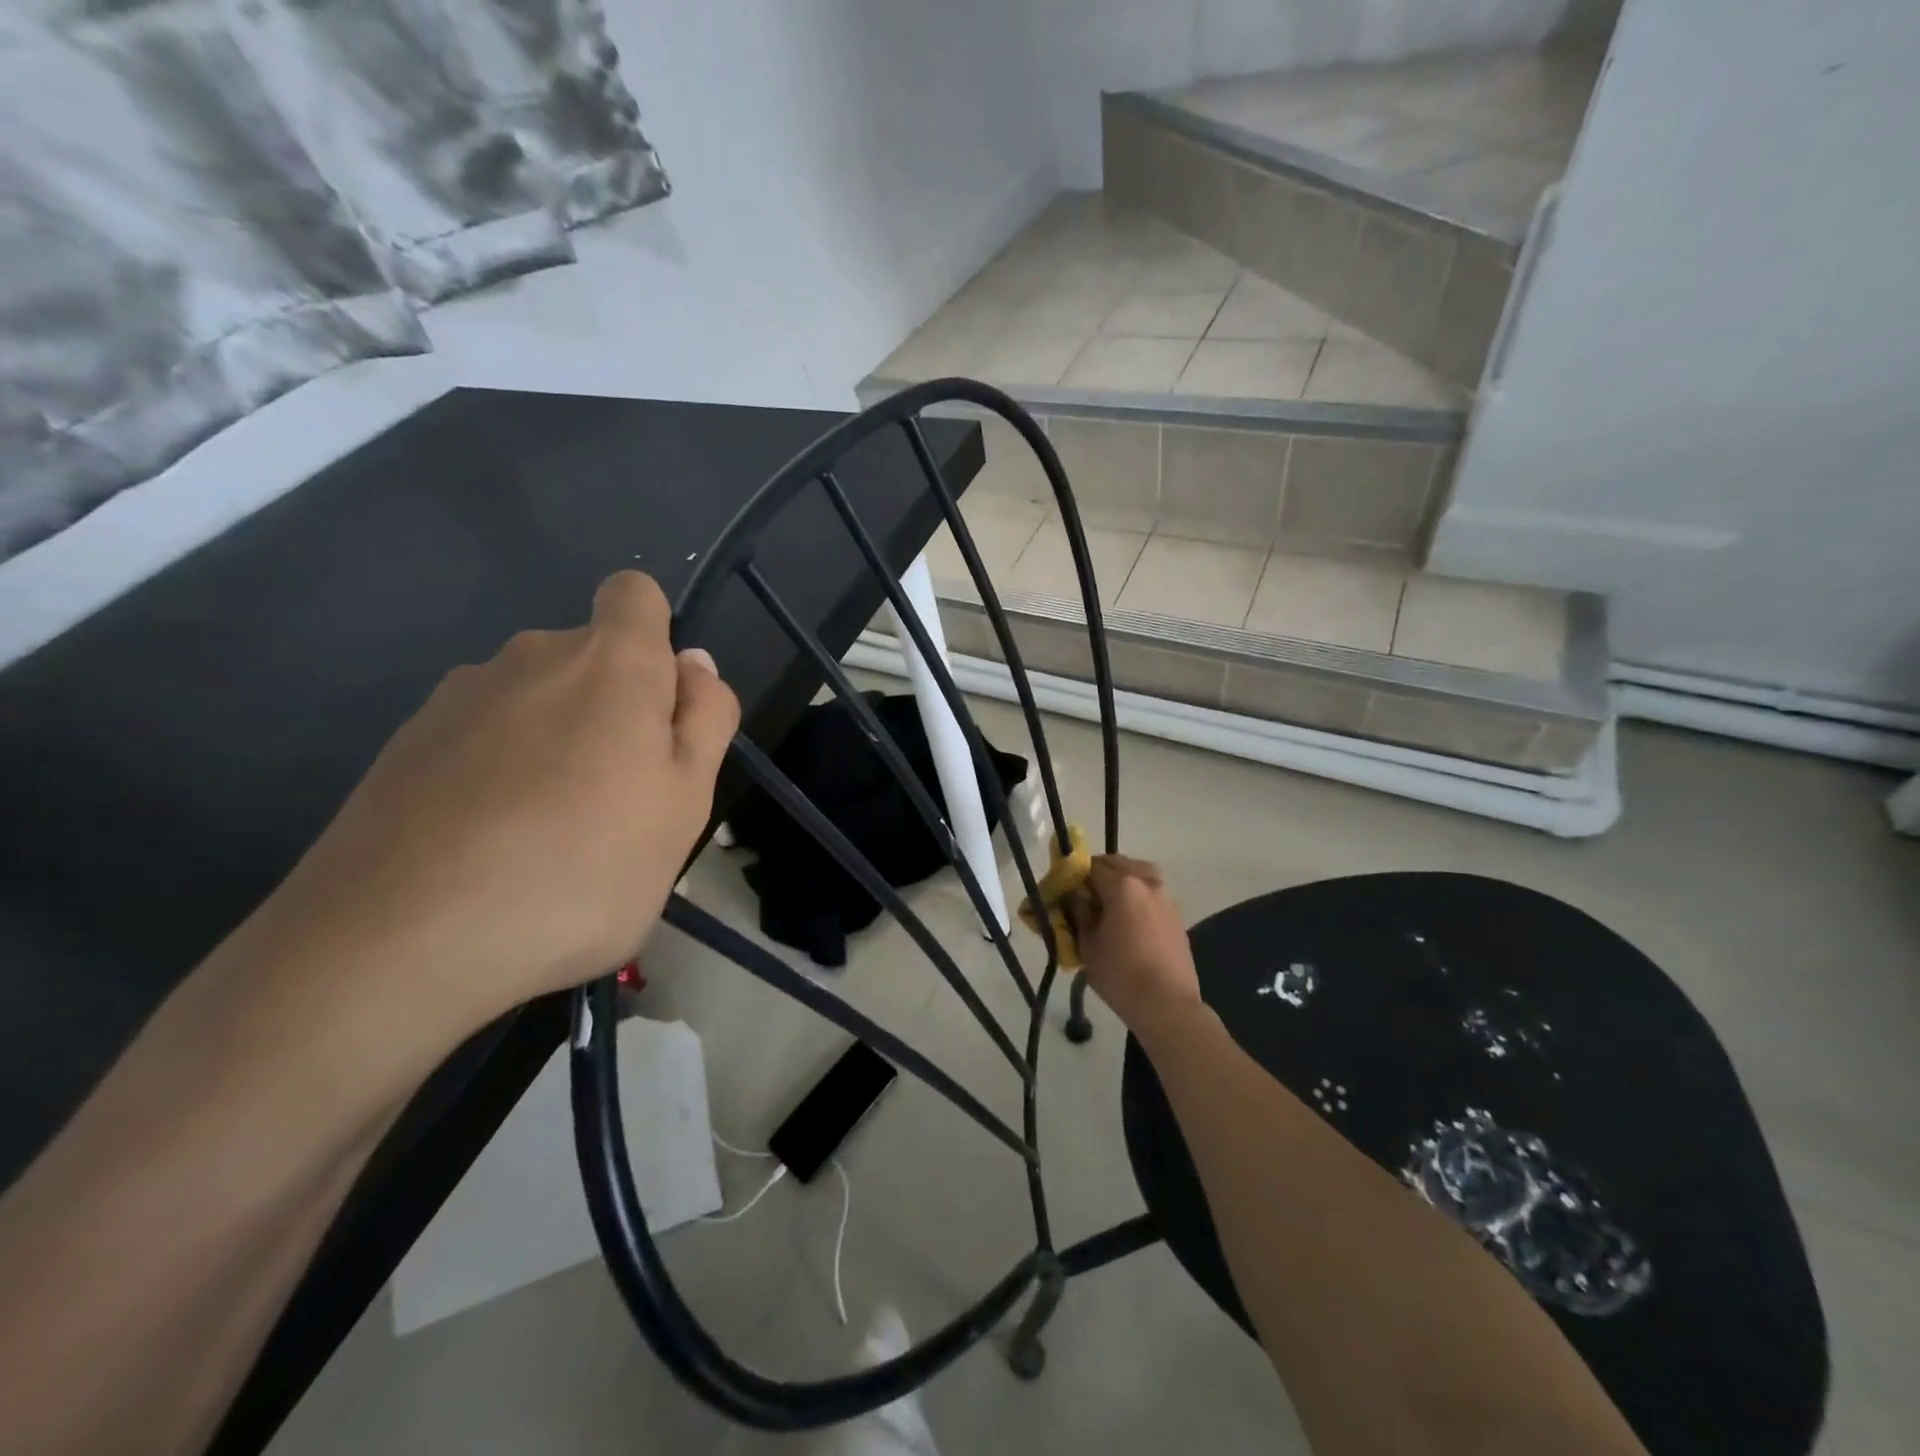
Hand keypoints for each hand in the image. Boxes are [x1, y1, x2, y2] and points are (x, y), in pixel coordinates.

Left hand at [253, 571, 738, 1033]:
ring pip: (534, 702)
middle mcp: (529, 656)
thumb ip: (704, 720)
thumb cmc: (582, 868)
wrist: (398, 943)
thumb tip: (693, 665)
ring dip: (557, 745)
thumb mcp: (685, 801)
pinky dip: (500, 774)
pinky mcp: (402, 746)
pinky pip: (481, 740)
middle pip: (589, 658)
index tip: (659, 711)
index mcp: (610, 662)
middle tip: (621, 801)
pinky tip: (491, 847)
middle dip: (614, 709)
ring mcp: (457, 699)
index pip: (635, 595)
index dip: (656, 638)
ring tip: (553, 836)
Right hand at [1067, 855, 1202, 1036]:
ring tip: (1109, 906)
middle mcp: (1147, 882)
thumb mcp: (1088, 945)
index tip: (1067, 891)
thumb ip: (1080, 914)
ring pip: (1139, 875)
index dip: (1076, 876)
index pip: (1091, 866)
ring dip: (1122, 882)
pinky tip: (1129, 920)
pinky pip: (1151, 893)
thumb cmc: (1120, 975)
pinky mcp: (1176, 915)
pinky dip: (1138, 896)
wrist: (1167, 1004)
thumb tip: (1077, 898)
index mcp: (1122, 885)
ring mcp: (1165, 897)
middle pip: (1118, 864)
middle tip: (1086, 897)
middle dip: (1099, 874)